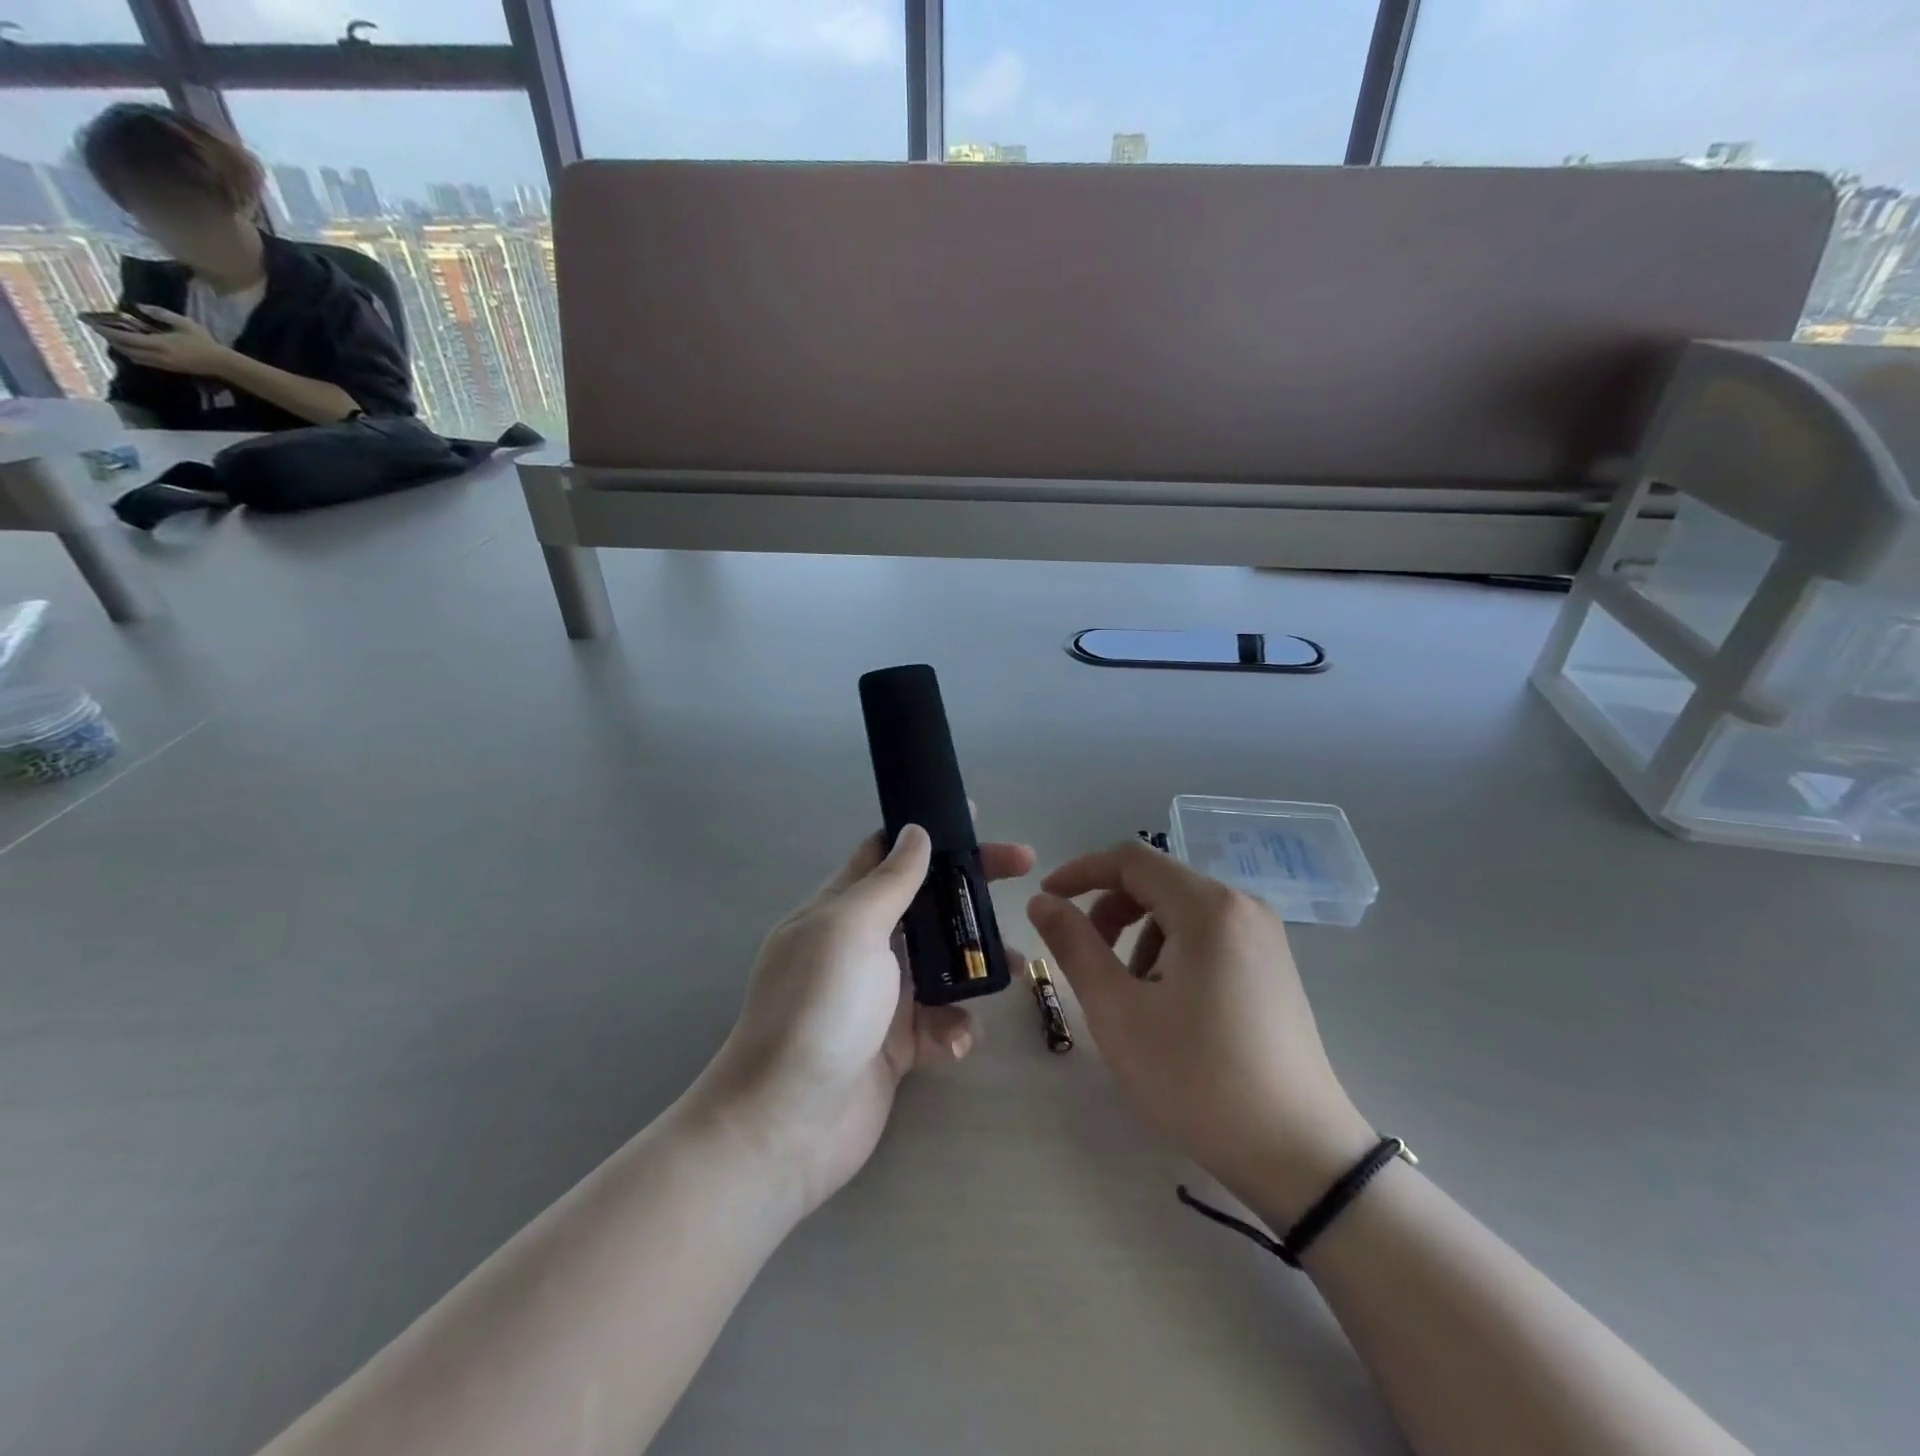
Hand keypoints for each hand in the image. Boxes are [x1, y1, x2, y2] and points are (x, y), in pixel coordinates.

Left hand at [99, 306, 233, 377]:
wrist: (221, 364)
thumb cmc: (204, 342)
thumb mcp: (184, 323)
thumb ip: (160, 314)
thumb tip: (139, 306)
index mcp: (158, 344)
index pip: (124, 337)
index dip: (106, 330)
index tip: (91, 322)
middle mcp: (156, 355)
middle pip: (125, 349)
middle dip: (110, 340)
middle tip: (100, 330)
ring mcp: (162, 364)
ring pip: (133, 357)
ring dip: (121, 348)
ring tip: (114, 339)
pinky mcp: (168, 368)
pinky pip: (143, 361)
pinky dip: (133, 354)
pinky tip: (132, 348)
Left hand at [694, 825, 1035, 1218]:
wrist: (786, 1125)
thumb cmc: (818, 1009)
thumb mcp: (851, 929)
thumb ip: (890, 882)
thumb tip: (916, 832)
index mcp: (841, 908)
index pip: (887, 854)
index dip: (929, 833)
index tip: (977, 820)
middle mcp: (862, 945)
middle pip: (927, 902)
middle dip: (971, 888)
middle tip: (1025, 868)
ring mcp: (880, 996)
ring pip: (943, 963)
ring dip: (976, 965)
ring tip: (1015, 971)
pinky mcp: (896, 1044)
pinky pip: (939, 1020)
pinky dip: (953, 1027)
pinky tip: (954, 1043)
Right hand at [1028, 841, 1374, 1226]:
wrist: (1298, 1154)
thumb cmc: (1197, 1079)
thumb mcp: (1118, 1012)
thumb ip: (1074, 946)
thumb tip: (1042, 901)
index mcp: (1208, 907)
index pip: (1131, 859)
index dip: (1081, 872)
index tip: (1047, 900)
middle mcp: (1242, 906)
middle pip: (1157, 882)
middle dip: (1111, 910)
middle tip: (1086, 958)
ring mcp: (1264, 935)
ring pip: (1180, 910)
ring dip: (1140, 937)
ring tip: (1133, 998)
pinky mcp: (1272, 965)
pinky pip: (1207, 934)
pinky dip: (1172, 952)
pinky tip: (1170, 1006)